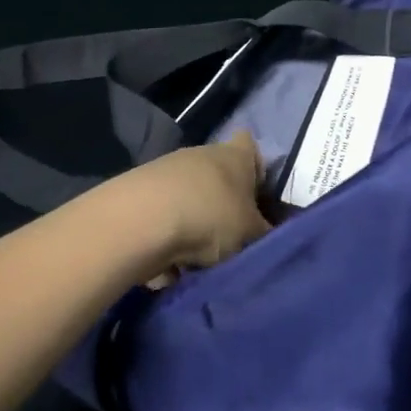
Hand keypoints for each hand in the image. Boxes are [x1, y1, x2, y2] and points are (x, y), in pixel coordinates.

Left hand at [111, 131, 269, 281]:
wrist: (140, 220)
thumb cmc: (210, 216)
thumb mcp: (250, 233)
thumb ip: (264, 233)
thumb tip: (269, 235)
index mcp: (236, 155)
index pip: (251, 147)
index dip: (256, 170)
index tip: (257, 198)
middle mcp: (203, 153)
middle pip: (219, 177)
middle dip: (224, 206)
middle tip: (231, 239)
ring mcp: (168, 169)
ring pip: (191, 199)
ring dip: (195, 225)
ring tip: (197, 259)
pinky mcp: (140, 190)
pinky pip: (165, 217)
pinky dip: (168, 238)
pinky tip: (168, 263)